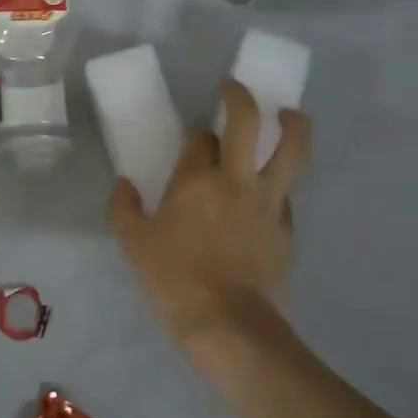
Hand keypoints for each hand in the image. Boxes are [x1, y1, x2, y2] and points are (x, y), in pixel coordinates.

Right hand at [107, 79, 309, 362]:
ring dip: (293, 124)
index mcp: (196, 181)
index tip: (191, 141)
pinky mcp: (288, 229)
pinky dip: (283, 182)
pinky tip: (275, 190)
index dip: (195, 135)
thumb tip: (125, 184)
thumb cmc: (175, 283)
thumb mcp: (134, 248)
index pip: (200, 139)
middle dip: (241, 97)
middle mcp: (237, 180)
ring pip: (292, 150)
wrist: (231, 328)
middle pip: (248, 122)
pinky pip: (289, 194)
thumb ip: (124, 210)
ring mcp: (269, 203)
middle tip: (234, 89)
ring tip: (289, 115)